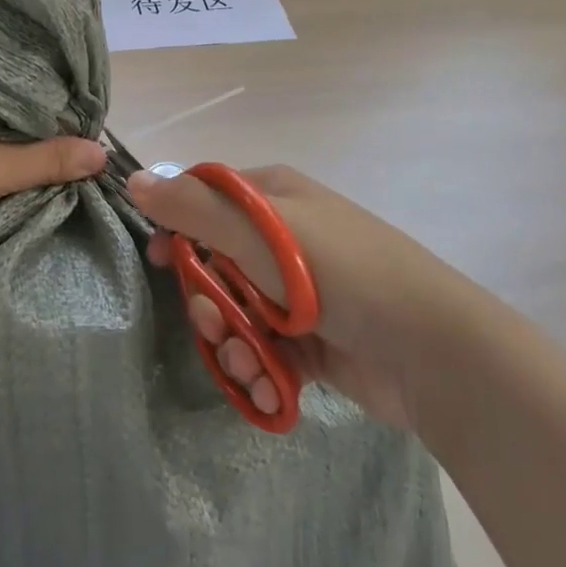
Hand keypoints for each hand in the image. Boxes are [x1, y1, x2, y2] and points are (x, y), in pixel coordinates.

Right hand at [128, 164, 485, 429]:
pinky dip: (261, 371)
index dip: (178, 228)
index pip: (206, 201)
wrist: (429, 349)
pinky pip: (263, 351)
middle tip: (217, 325)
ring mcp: (300, 294)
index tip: (161, 261)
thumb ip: (192, 207)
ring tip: (252, 364)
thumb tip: (136, 179)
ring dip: (233, 346)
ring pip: (235, 315)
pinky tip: (271, 387)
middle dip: (208, 303)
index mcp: (273, 198)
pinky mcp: (312, 342)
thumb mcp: (258, 231)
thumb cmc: (336, 272)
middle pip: (215, 266)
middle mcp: (285, 240)